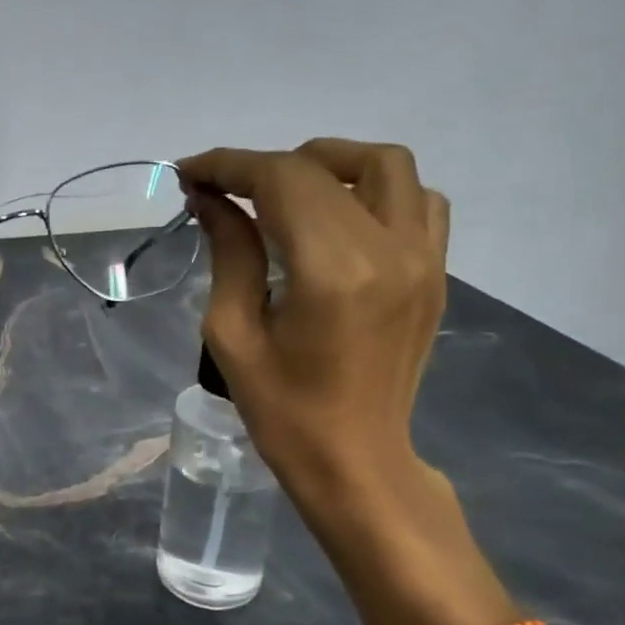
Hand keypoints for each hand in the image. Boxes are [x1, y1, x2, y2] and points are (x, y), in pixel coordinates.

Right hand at [177, 140, 450, 505]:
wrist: (356, 460)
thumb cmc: (281, 409)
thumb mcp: (233, 332)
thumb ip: (229, 252)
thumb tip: (210, 199)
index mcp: (332, 270)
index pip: (281, 180)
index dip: (228, 165)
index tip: (188, 174)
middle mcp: (388, 249)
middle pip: (323, 167)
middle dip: (261, 166)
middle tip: (222, 190)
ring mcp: (422, 258)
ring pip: (385, 166)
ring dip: (325, 165)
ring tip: (281, 193)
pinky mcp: (435, 271)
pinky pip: (418, 201)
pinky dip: (373, 190)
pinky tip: (336, 217)